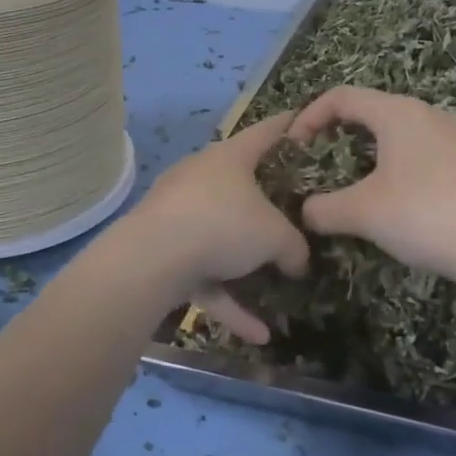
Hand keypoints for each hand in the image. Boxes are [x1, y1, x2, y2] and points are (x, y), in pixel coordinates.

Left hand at [125, 114, 309, 341]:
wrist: (152, 258)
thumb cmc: (223, 224)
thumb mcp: (275, 237)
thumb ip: (295, 247)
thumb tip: (299, 262)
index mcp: (229, 158)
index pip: (265, 132)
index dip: (288, 127)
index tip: (303, 121)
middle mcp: (200, 178)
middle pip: (239, 184)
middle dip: (264, 202)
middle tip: (292, 212)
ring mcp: (176, 214)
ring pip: (219, 236)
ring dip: (246, 266)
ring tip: (278, 290)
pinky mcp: (162, 251)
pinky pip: (203, 275)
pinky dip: (228, 301)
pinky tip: (258, 335)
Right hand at [289, 87, 455, 285]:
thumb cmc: (425, 215)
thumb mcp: (363, 213)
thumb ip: (323, 208)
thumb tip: (305, 212)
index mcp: (399, 112)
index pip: (342, 97)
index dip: (309, 116)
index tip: (294, 148)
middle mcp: (430, 113)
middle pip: (373, 111)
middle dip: (340, 135)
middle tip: (322, 166)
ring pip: (402, 133)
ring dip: (372, 153)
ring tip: (358, 185)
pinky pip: (426, 152)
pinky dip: (400, 166)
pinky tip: (401, 201)